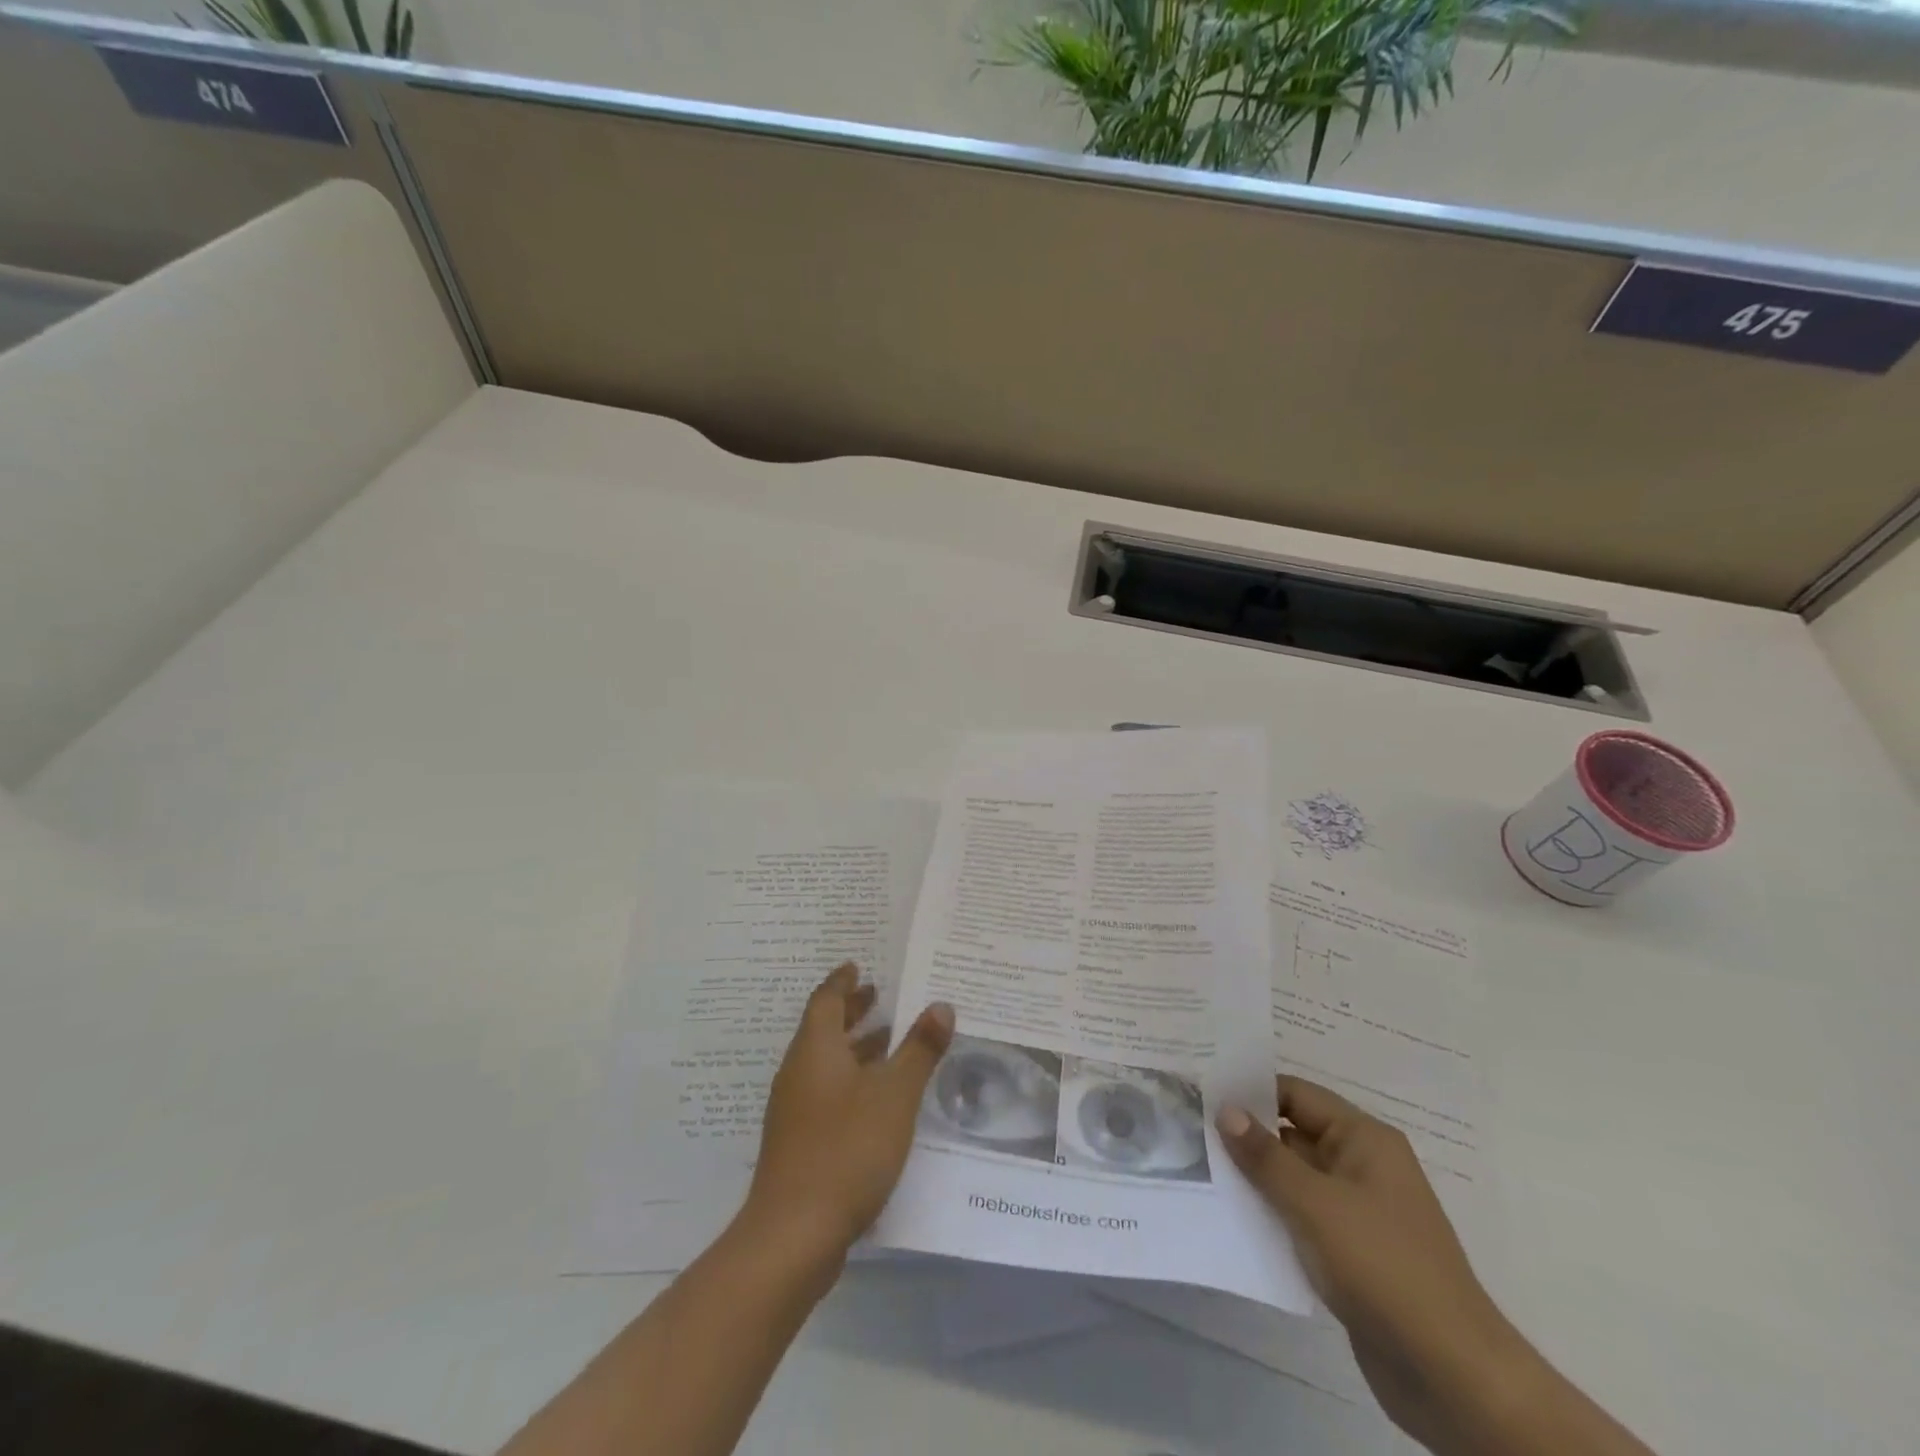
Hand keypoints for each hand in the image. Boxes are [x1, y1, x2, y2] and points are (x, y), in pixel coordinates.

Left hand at [739, 963, 953, 1279]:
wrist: (793, 1234)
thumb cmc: (846, 1148)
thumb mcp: (895, 1094)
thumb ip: (919, 1049)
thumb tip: (941, 1005)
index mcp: (815, 1049)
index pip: (825, 1000)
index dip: (842, 981)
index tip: (857, 965)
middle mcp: (799, 1072)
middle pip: (823, 1029)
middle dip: (851, 1011)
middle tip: (879, 995)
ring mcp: (794, 1109)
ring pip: (825, 1062)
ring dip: (854, 1047)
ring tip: (888, 1040)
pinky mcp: (798, 1142)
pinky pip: (825, 1091)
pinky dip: (850, 1079)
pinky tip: (878, 1098)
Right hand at [1217, 1077, 1524, 1448]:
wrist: (1453, 1375)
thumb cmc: (1383, 1267)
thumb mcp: (1315, 1204)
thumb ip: (1265, 1155)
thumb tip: (1225, 1109)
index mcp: (1364, 1139)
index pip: (1296, 1094)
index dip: (1250, 1091)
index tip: (1201, 1092)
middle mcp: (1363, 1166)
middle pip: (1294, 1134)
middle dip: (1247, 1135)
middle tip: (1189, 1129)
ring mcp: (1360, 1212)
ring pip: (1296, 1179)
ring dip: (1256, 1179)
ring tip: (1200, 1171)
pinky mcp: (1354, 1254)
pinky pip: (1304, 1219)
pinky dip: (1273, 1216)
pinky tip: (1234, 1221)